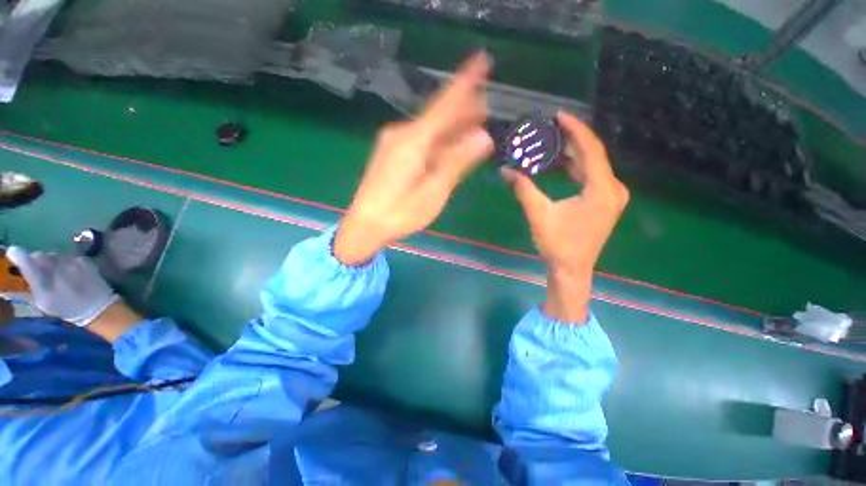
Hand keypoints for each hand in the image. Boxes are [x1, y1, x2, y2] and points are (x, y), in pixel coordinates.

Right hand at [6, 247, 119, 325]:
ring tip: (59, 273)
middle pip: (40, 255)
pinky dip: (66, 261)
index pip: (27, 262)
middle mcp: (57, 269)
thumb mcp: (43, 301)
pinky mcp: (85, 260)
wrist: (96, 307)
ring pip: (55, 254)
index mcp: (44, 283)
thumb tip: (26, 268)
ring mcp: (72, 263)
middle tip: (42, 270)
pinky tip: (71, 271)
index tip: (14, 253)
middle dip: (38, 261)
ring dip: (53, 260)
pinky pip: (69, 256)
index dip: (19, 256)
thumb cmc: (66, 308)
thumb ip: (33, 283)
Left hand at [334, 52, 494, 264]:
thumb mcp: (434, 191)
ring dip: (451, 124)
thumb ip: (457, 162)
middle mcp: (401, 134)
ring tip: (473, 121)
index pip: (444, 104)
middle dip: (462, 108)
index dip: (464, 82)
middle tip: (485, 105)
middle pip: (437, 114)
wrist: (365, 225)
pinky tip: (448, 141)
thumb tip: (483, 136)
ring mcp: (393, 143)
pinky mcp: (390, 153)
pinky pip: (419, 138)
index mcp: (413, 141)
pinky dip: (437, 137)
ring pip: (429, 127)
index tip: (481, 60)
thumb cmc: (400, 213)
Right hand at [502, 112, 628, 321]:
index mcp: (601, 189)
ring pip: (593, 166)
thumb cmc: (557, 244)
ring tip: (552, 142)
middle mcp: (613, 188)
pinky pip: (592, 176)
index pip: (591, 149)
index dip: (575, 129)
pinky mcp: (604, 202)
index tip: (559, 115)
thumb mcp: (539, 214)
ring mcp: (611, 196)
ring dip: (573, 154)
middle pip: (593, 155)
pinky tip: (561, 164)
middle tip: (550, 128)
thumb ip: (523, 189)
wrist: (572, 269)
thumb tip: (504, 171)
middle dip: (572, 140)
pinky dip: (577, 168)